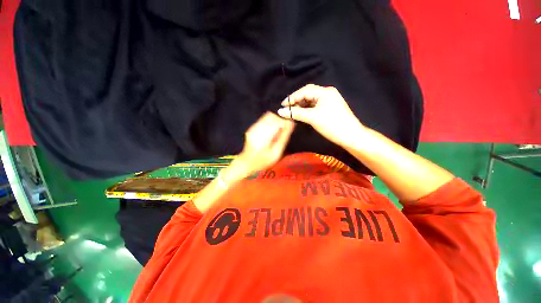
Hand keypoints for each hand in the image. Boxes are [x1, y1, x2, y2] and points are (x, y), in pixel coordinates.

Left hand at [237, 112, 294, 173]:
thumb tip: (291, 123)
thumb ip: (283, 137)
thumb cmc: (263, 161)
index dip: (285, 122)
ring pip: (267, 116)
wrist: (247, 163)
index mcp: (262, 137)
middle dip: (280, 121)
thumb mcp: (276, 152)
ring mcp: (252, 127)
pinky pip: (263, 120)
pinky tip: (271, 133)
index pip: (276, 121)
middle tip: (283, 131)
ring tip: (277, 133)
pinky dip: (270, 123)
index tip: (289, 128)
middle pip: (271, 116)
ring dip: (275, 122)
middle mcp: (256, 129)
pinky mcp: (251, 127)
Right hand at [277, 84, 365, 147]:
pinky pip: (314, 106)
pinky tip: (301, 113)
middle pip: (307, 94)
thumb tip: (280, 111)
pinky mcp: (329, 108)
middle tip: (287, 108)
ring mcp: (328, 100)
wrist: (351, 136)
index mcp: (325, 92)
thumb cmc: (332, 125)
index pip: (304, 91)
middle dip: (296, 100)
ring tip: (292, 112)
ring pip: (310, 100)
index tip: (282, 105)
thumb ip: (296, 113)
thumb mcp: (312, 118)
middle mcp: (327, 93)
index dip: (292, 97)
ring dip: (301, 105)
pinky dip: (306, 109)